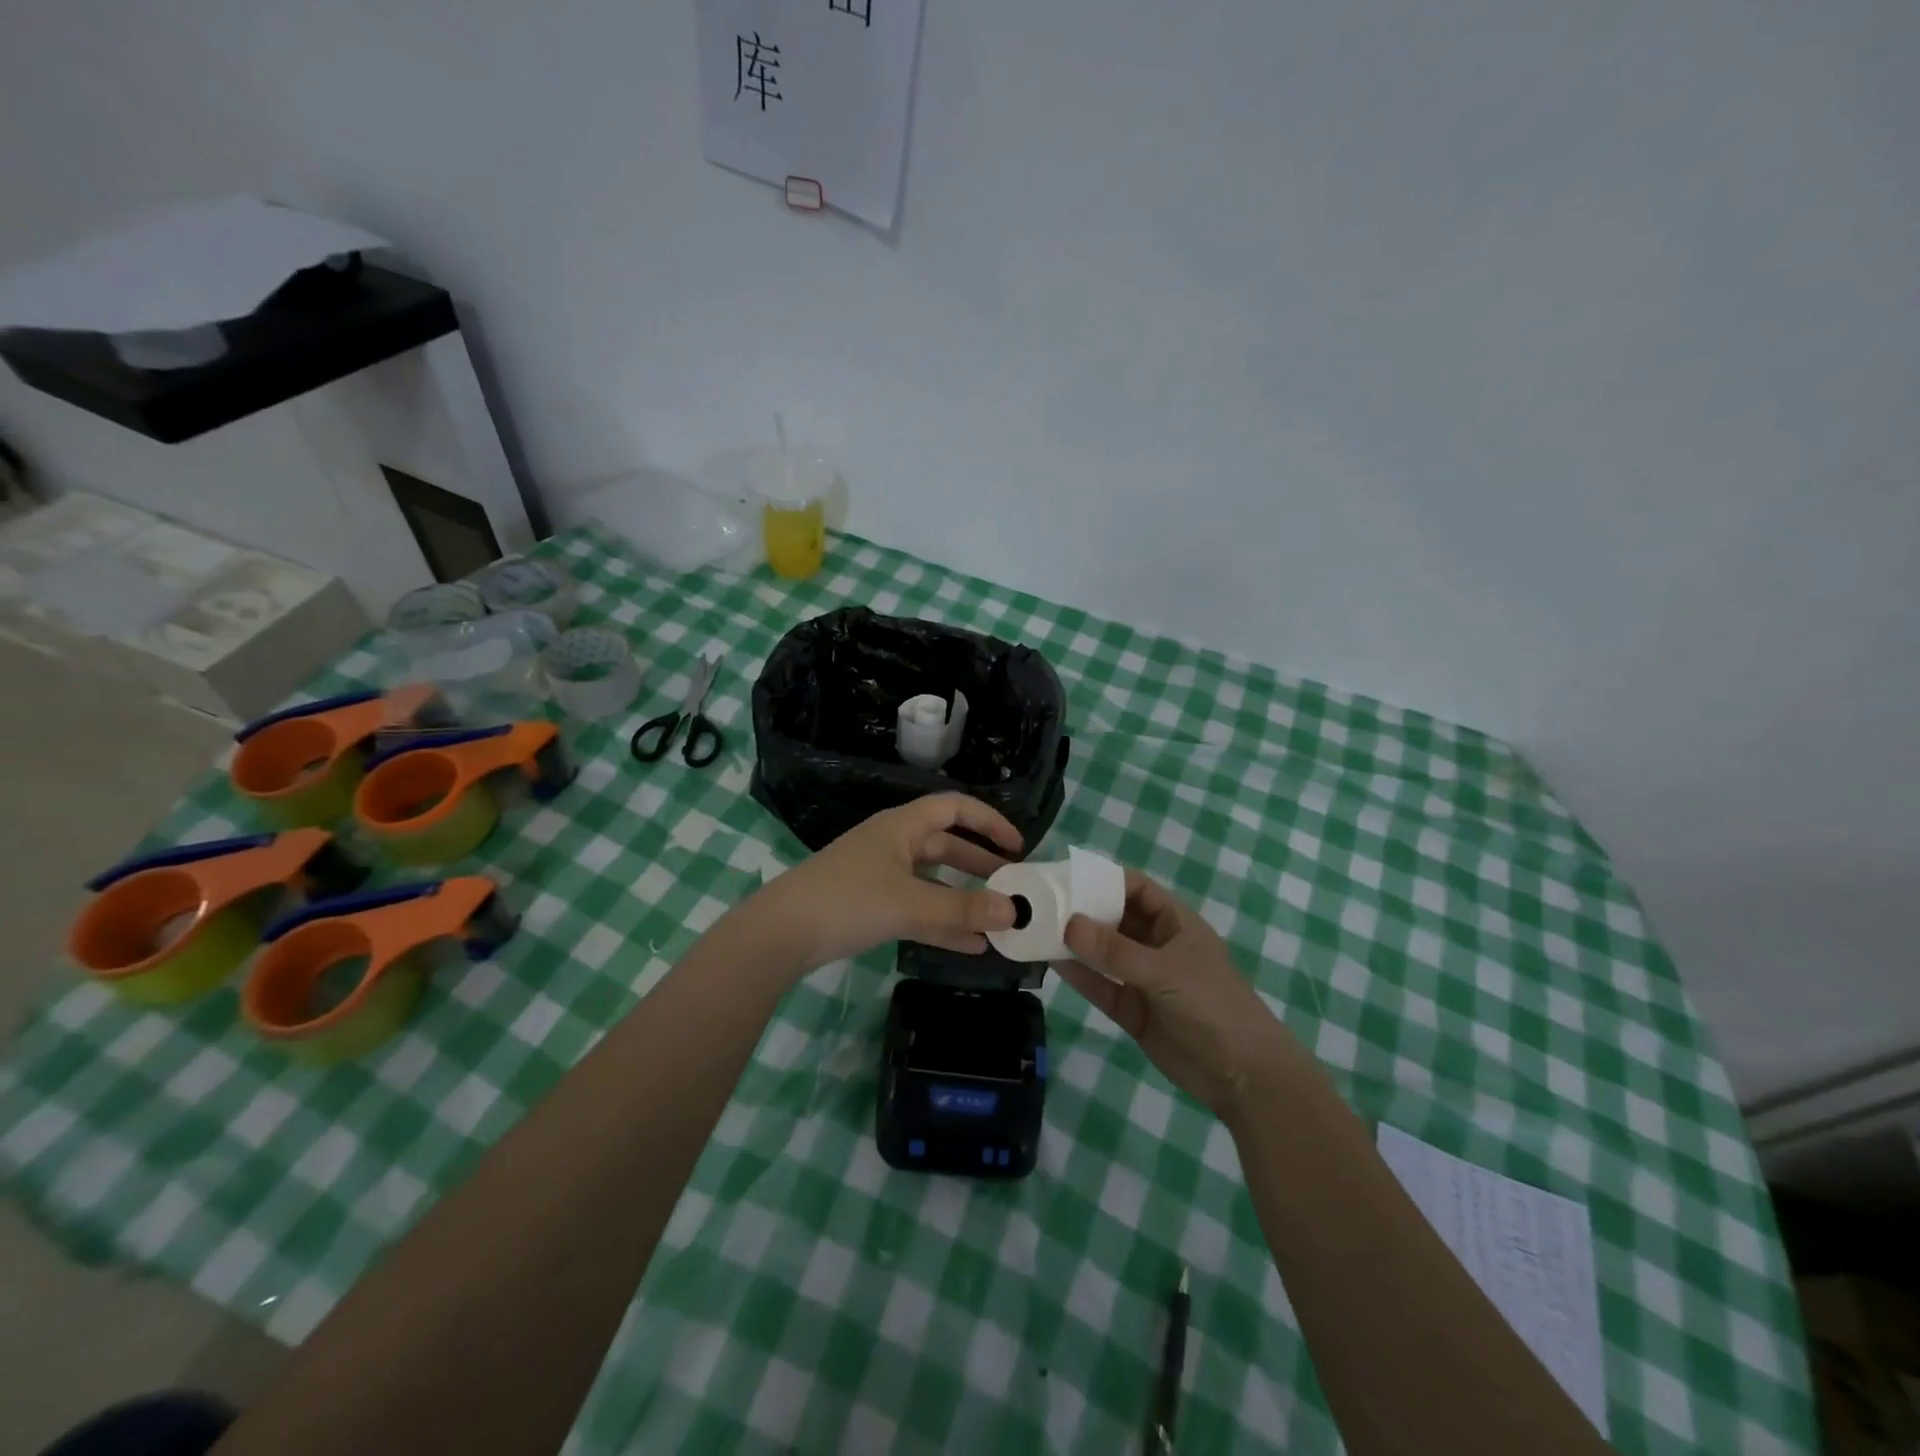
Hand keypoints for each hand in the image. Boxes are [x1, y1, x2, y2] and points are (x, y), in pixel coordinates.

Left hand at [751, 794, 1023, 971]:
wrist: (781, 933)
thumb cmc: (848, 901)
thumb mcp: (910, 904)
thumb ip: (963, 910)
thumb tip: (1014, 912)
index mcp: (902, 827)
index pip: (955, 808)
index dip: (989, 822)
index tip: (1018, 846)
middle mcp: (893, 844)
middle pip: (947, 846)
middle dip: (981, 865)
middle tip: (1013, 886)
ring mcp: (880, 876)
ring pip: (933, 882)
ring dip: (964, 899)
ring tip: (998, 921)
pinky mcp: (870, 905)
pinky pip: (917, 908)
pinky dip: (942, 922)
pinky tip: (969, 946)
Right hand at [1054, 871, 1290, 1120]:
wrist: (1244, 1077)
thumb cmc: (1214, 1007)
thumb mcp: (1166, 972)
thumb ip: (1116, 952)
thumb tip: (1068, 923)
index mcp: (1175, 923)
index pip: (1135, 888)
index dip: (1104, 879)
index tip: (1065, 876)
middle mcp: (1156, 945)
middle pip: (1114, 918)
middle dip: (1082, 910)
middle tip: (1040, 903)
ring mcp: (1143, 979)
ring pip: (1103, 953)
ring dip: (1075, 942)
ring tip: (1037, 929)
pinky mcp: (1132, 1010)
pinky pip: (1101, 986)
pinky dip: (1079, 974)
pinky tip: (1051, 962)